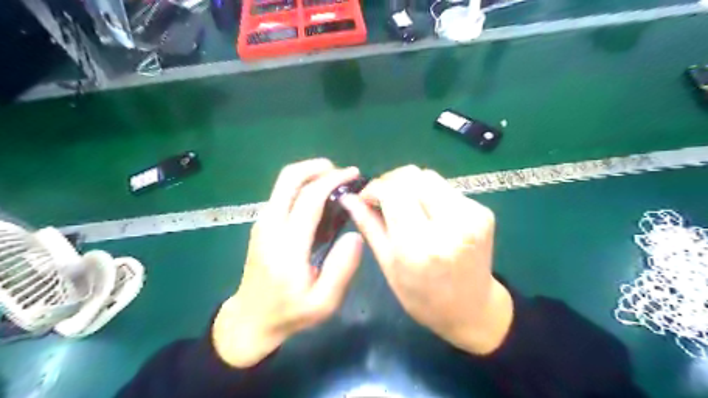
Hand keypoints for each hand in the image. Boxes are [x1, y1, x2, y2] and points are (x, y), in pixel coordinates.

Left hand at [213, 159, 361, 367]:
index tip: (354, 175)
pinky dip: (303, 186)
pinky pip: (283, 193)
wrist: (251, 318)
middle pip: (289, 178)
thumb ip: (342, 269)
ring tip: (335, 185)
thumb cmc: (290, 312)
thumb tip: (356, 235)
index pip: (309, 198)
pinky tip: (320, 201)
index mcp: (287, 245)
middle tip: (342, 173)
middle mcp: (270, 225)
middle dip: (318, 167)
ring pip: (284, 182)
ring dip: (311, 175)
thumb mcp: (324, 302)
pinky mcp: (262, 224)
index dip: (333, 180)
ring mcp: (263, 222)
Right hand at [340, 165, 511, 353]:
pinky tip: (425, 213)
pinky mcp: (483, 211)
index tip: (365, 198)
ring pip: (429, 177)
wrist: (472, 309)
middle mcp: (450, 225)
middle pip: (412, 177)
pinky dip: (428, 194)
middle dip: (390, 182)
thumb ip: (369, 226)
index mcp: (421, 247)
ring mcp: (472, 216)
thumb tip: (348, 198)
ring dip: (409, 186)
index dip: (374, 188)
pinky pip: (446, 188)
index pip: (393, 192)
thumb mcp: (388, 266)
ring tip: (402, 205)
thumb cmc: (422, 297)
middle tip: (381, 199)